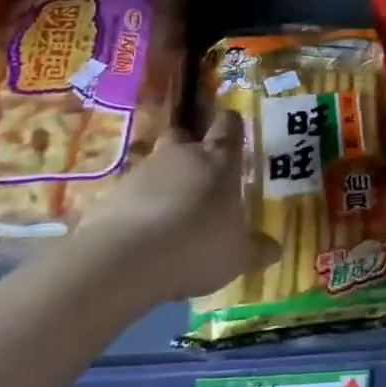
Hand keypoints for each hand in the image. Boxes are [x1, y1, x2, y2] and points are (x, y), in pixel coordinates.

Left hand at [75, 111, 279, 303]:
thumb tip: (275, 249)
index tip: (235, 132)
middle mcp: (181, 156)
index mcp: (219, 161)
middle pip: (183, 135)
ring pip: (155, 164)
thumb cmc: (198, 245)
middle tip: (199, 175)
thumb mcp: (238, 256)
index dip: (232, 127)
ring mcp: (142, 171)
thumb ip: (256, 249)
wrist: (126, 259)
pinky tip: (142, 233)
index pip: (229, 127)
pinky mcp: (111, 193)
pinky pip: (130, 193)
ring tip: (169, 213)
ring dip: (162, 181)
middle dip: (189, 148)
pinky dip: (137, 206)